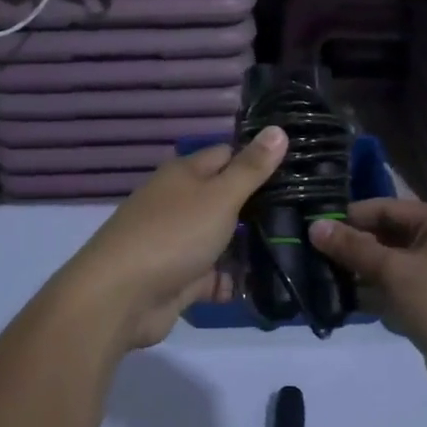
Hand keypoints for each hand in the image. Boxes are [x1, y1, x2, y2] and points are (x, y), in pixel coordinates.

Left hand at [51, 128, 288, 352]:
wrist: (120, 297)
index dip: (258, 161)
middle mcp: (180, 203)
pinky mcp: (179, 278)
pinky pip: (213, 275)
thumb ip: (251, 168)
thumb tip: (279, 129)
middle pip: (227, 200)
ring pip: (223, 240)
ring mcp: (178, 242)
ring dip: (250, 249)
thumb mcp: (219, 196)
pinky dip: (232, 281)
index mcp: (185, 174)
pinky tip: (265, 286)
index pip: (228, 156)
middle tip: (306, 216)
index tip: (297, 171)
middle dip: (260, 210)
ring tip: (296, 253)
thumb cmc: (173, 235)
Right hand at [311, 199, 426, 415]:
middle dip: (348, 249)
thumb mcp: (397, 271)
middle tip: (305, 256)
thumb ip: (354, 248)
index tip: (310, 227)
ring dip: (355, 277)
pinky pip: (392, 298)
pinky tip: (338, 307)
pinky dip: (370, 301)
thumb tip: (315, 226)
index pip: (383, 208)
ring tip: (314, 282)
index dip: (349, 216)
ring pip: (385, 271)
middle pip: (383, 239)